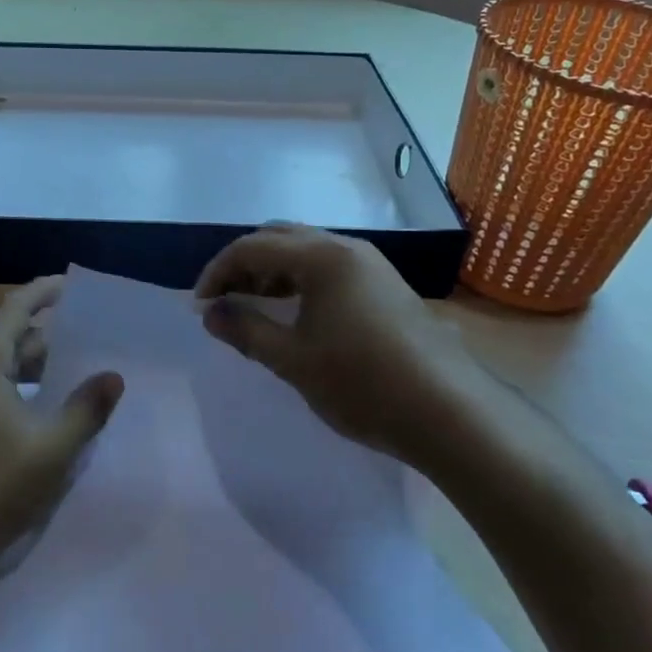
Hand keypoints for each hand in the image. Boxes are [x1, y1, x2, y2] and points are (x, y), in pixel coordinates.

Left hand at [0, 276, 123, 570]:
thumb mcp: (51, 451)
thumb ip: (85, 410)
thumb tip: (113, 376)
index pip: (15, 310)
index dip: (43, 292)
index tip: (72, 284)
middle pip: (10, 338)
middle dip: (48, 333)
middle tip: (89, 335)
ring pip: (3, 368)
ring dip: (36, 364)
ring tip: (76, 369)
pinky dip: (22, 387)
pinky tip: (46, 408)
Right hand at [194, 224, 490, 469]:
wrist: (451, 414)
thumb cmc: (363, 384)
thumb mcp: (293, 360)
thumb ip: (245, 330)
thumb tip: (209, 313)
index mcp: (321, 257)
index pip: (252, 247)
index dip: (218, 271)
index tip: (199, 305)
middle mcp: (346, 248)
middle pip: (279, 238)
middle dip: (244, 263)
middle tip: (224, 299)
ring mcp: (371, 265)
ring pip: (306, 250)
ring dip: (272, 270)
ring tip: (253, 305)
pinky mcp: (386, 285)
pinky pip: (329, 266)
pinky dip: (300, 280)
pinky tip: (296, 312)